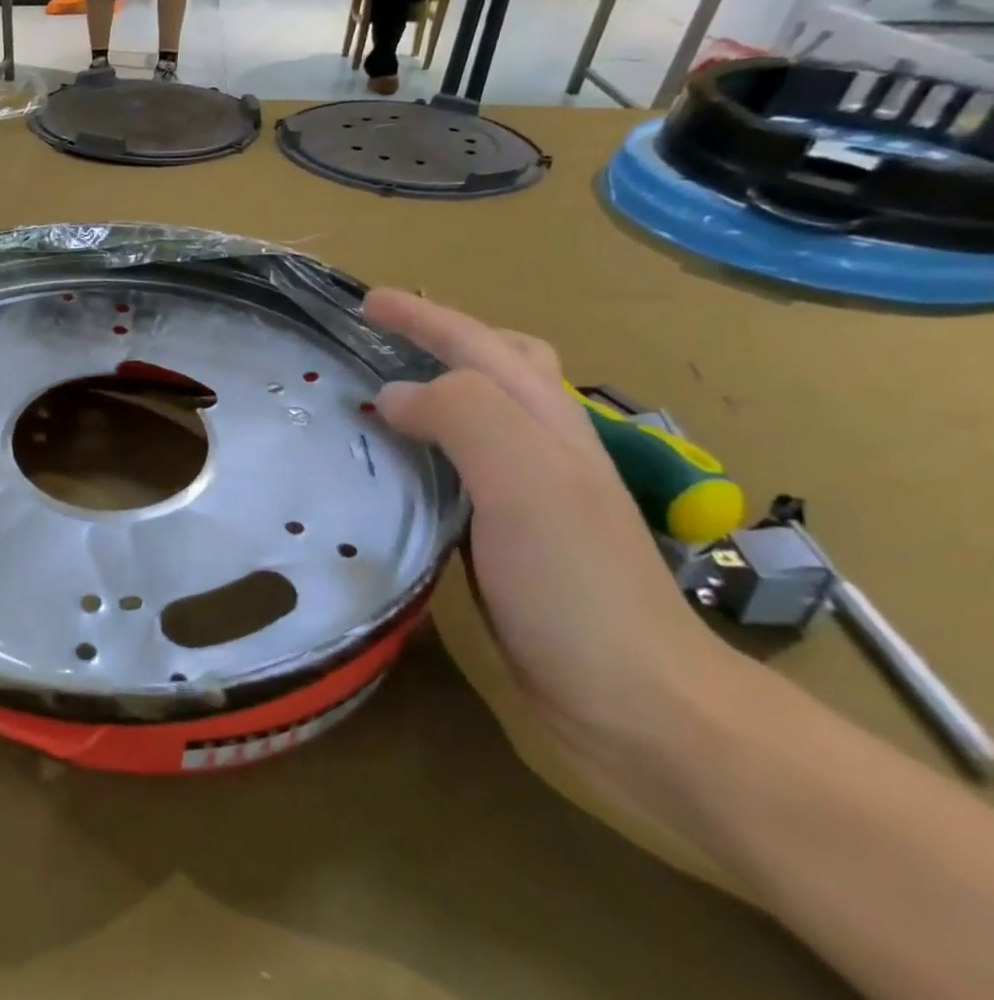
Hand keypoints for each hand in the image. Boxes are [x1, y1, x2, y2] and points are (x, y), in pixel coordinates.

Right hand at [363, 289, 734, 786]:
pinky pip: (461, 471)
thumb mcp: (525, 482)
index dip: (425, 317)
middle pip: (499, 368)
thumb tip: (394, 396)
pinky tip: (400, 471)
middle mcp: (543, 450)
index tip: (366, 301)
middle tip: (381, 336)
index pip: (482, 346)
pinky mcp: (509, 539)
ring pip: (480, 418)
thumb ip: (465, 417)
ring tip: (381, 394)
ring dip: (435, 390)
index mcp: (547, 425)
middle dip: (442, 338)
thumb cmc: (575, 584)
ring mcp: (530, 496)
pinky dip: (428, 450)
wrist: (632, 698)